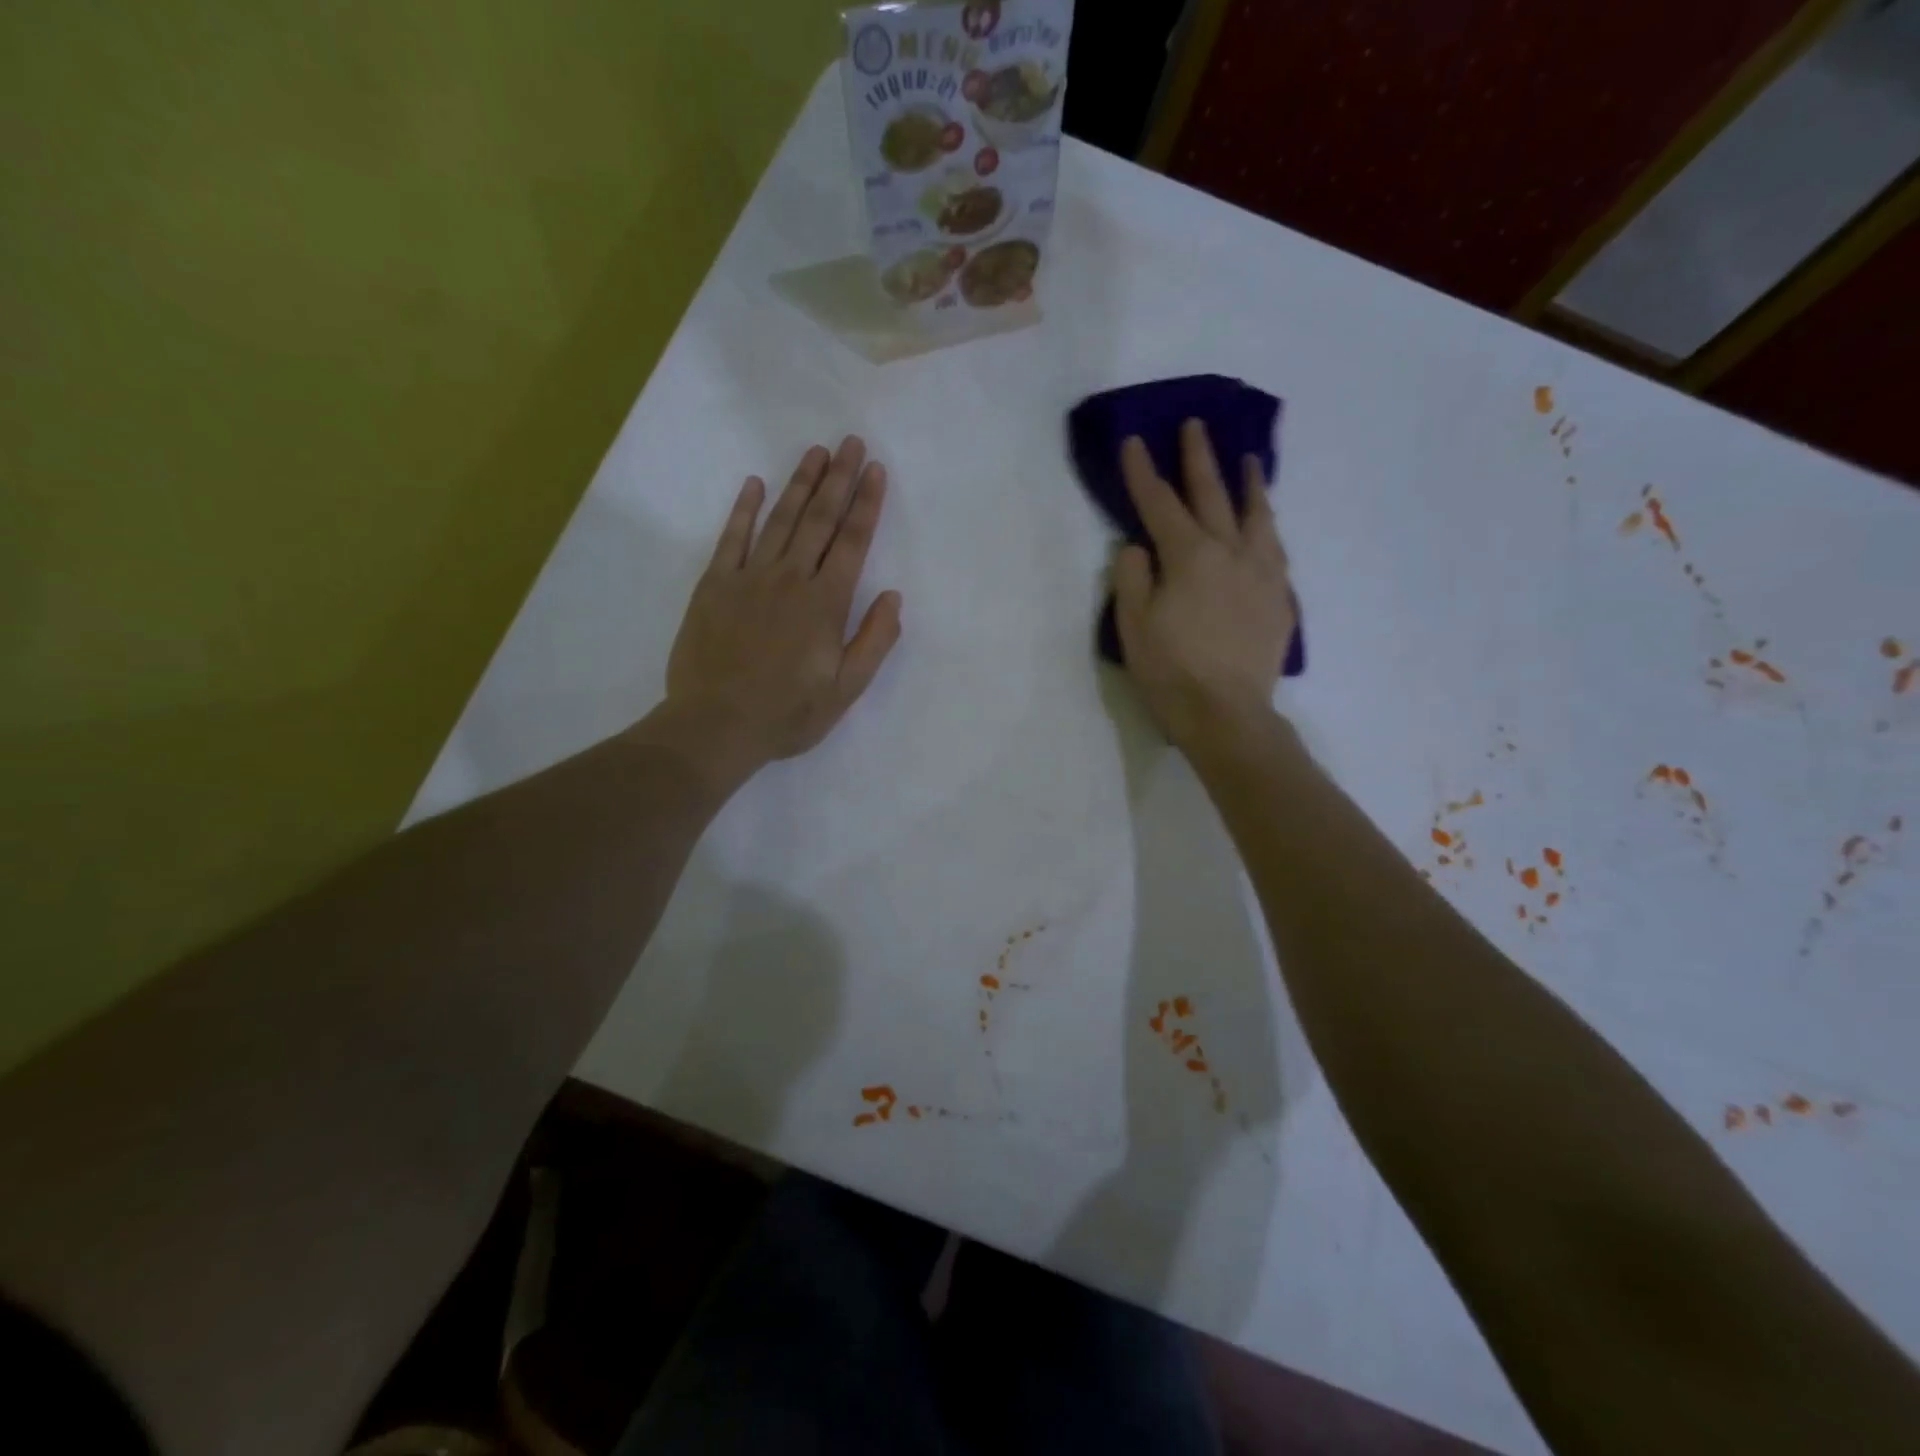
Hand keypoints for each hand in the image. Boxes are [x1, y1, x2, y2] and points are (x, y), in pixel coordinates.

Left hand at [661, 437, 901, 779]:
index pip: (852, 543)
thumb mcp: (846, 690)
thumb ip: (874, 641)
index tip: (875, 470)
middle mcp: (790, 579)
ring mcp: (749, 578)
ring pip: (780, 520)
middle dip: (838, 479)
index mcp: (825, 604)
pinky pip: (732, 538)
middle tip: (850, 442)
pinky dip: (744, 509)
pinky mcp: (714, 585)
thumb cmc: (788, 713)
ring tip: (815, 452)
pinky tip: (755, 484)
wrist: (716, 725)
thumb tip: (893, 597)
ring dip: (800, 484)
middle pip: (819, 520)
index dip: (866, 504)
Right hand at [1113, 420, 1294, 746]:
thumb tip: (1137, 545)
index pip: (1159, 503)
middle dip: (1199, 458)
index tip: (1134, 441)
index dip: (1142, 472)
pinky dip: (1267, 527)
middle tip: (1196, 426)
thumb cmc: (1170, 671)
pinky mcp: (1280, 597)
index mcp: (1189, 556)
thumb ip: (1132, 577)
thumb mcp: (1132, 625)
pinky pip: (1275, 549)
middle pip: (1213, 495)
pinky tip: (1265, 527)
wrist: (1228, 713)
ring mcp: (1262, 573)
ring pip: (1257, 515)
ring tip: (1249, 461)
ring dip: (1249, 484)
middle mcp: (1230, 552)